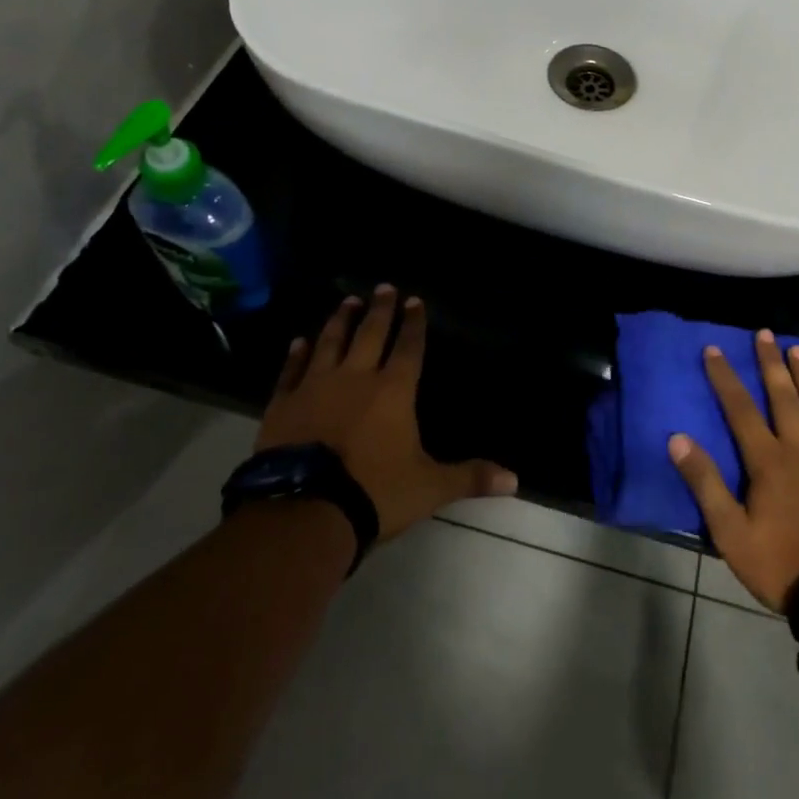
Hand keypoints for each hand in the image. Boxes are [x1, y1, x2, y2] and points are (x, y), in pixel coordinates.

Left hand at [257, 285, 518, 541]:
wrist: (304, 512)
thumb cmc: (374, 492)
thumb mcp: (429, 487)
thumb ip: (469, 477)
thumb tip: (515, 479)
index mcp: (394, 390)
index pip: (409, 347)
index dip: (414, 323)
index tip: (414, 300)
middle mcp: (356, 378)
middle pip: (370, 334)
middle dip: (379, 309)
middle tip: (383, 287)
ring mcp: (315, 387)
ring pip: (330, 343)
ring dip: (340, 321)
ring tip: (347, 301)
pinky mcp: (283, 405)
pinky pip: (292, 371)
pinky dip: (297, 355)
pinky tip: (299, 342)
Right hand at [667, 329, 798, 610]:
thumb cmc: (782, 564)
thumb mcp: (731, 533)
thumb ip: (705, 483)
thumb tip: (678, 439)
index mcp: (768, 461)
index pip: (740, 408)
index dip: (725, 377)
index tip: (713, 349)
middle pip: (783, 396)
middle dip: (770, 363)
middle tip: (764, 333)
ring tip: (798, 349)